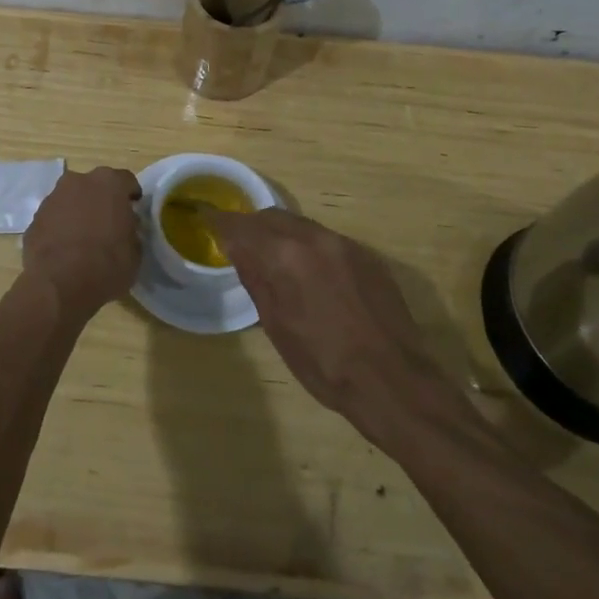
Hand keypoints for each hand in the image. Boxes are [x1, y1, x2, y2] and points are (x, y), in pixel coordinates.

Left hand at [22, 167, 142, 318]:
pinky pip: (53, 219)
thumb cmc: (107, 265)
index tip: (133, 210)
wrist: (59, 285)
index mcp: (108, 183)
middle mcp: (78, 182)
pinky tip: (64, 250)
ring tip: (84, 239)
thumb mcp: (135, 252)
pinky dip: (60, 228)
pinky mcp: (34, 219)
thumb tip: (125, 228)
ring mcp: (52, 198)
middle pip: (94, 186)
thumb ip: (131, 231)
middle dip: (101, 201)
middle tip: (108, 224)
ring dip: (78, 213)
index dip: (130, 195)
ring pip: (71, 200)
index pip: (125, 181)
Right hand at [206, 208, 469, 443]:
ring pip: (301, 225)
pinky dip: (309, 247)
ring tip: (273, 260)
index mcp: (285, 255)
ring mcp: (346, 244)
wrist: (393, 381)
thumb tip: (237, 250)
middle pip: (272, 217)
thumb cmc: (324, 363)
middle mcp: (315, 238)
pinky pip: (327, 239)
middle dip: (252, 227)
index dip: (220, 222)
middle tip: (238, 245)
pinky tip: (310, 275)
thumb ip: (255, 278)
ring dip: (281, 235)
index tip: (206, 220)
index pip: (241, 226)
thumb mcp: (276, 325)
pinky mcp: (368, 256)